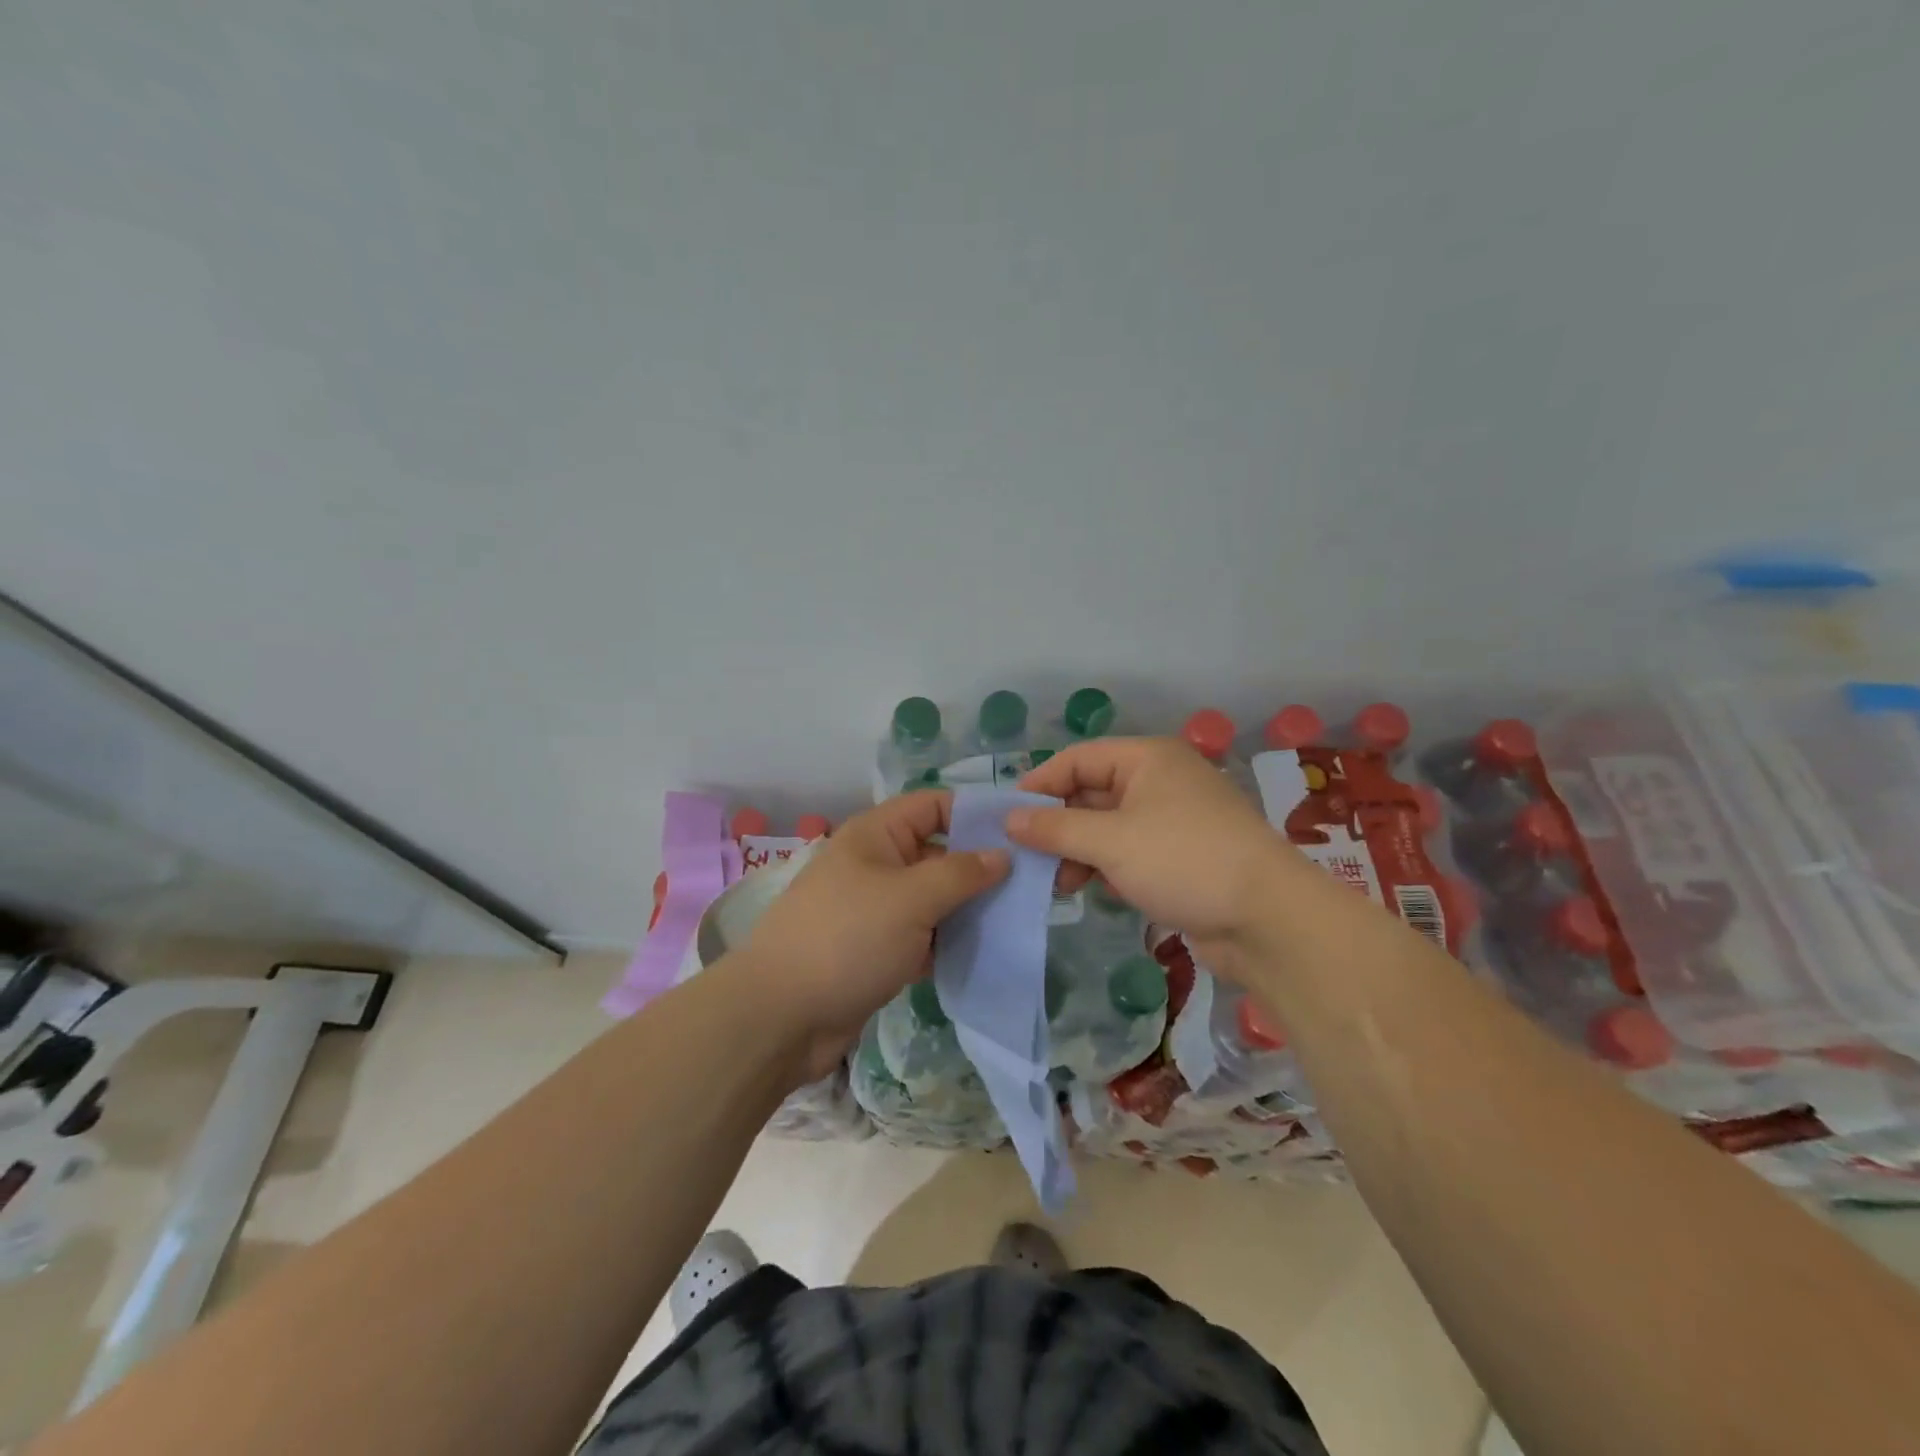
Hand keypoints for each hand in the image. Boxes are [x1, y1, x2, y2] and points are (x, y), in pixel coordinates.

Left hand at [735, 791, 1007, 1082]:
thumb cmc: (848, 939)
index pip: (934, 806)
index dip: (976, 814)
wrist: (781, 1016)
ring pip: (933, 898)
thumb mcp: (911, 897)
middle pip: (938, 852)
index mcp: (876, 835)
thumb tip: (1002, 855)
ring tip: (1017, 919)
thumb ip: (961, 873)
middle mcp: (876, 864)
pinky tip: (984, 952)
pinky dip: (948, 942)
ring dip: (968, 909)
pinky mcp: (877, 949)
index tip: (1022, 834)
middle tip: (1033, 883)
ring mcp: (875, 909)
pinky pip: (922, 935)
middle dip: (980, 867)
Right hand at [1010, 737, 1296, 975]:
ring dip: (1079, 851)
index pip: (1077, 759)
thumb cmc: (1184, 861)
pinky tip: (1092, 891)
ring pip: (1108, 827)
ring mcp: (1172, 820)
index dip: (1039, 784)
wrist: (1269, 920)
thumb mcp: (1111, 841)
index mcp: (1147, 759)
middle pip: (1091, 792)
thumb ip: (1056, 828)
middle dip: (1058, 824)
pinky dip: (1105, 867)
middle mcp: (1159, 781)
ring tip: (1058, 883)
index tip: (1005, 817)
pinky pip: (1129, 852)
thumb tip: (1010, 819)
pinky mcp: (1180, 857)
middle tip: (1027, 857)